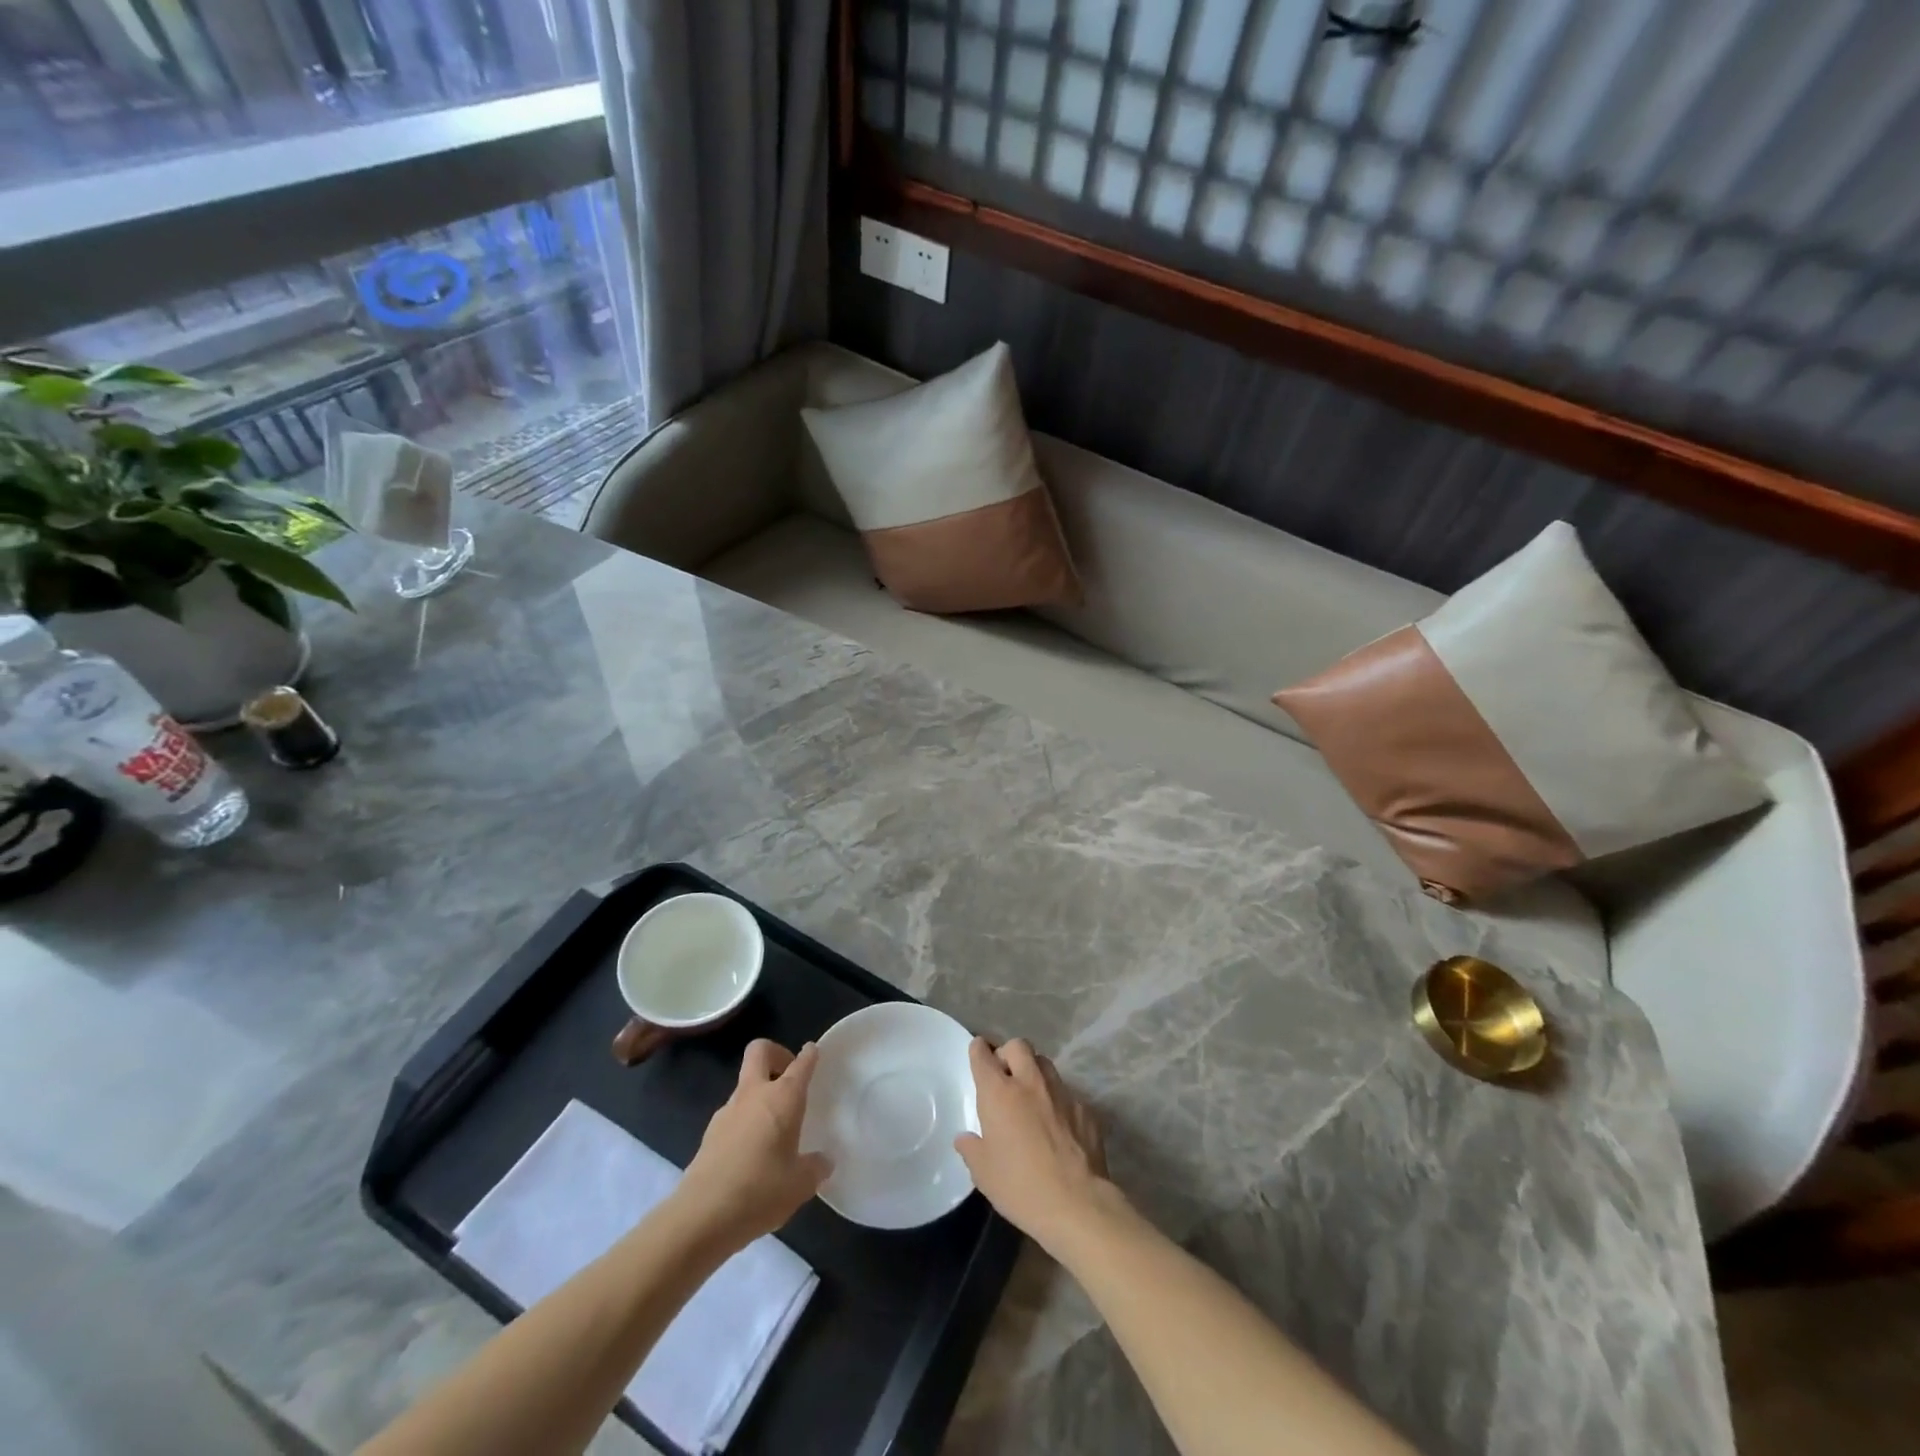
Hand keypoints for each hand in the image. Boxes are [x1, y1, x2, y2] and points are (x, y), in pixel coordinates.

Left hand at [675, 1039, 831, 1250]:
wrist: (701, 1217)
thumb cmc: (760, 1191)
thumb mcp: (800, 1184)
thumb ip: (815, 1168)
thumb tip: (823, 1162)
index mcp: (783, 1098)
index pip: (800, 1064)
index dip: (809, 1055)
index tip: (813, 1052)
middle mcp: (754, 1095)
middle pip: (760, 1052)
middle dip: (776, 1054)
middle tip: (789, 1078)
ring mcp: (727, 1112)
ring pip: (745, 1085)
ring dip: (759, 1093)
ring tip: (774, 1128)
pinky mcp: (709, 1134)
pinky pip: (733, 1114)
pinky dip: (745, 1121)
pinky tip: (753, 1153)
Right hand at [954, 1037, 1113, 1250]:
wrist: (1076, 1203)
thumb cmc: (1020, 1186)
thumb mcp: (983, 1173)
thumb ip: (971, 1148)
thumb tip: (965, 1138)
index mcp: (999, 1093)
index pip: (983, 1055)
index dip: (978, 1050)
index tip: (977, 1053)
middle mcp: (1030, 1082)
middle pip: (1018, 1046)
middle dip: (1008, 1053)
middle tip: (1004, 1075)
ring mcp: (1060, 1092)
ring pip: (1045, 1063)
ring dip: (1034, 1070)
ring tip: (1031, 1093)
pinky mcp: (1084, 1108)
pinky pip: (1066, 1092)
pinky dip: (1057, 1099)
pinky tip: (1057, 1123)